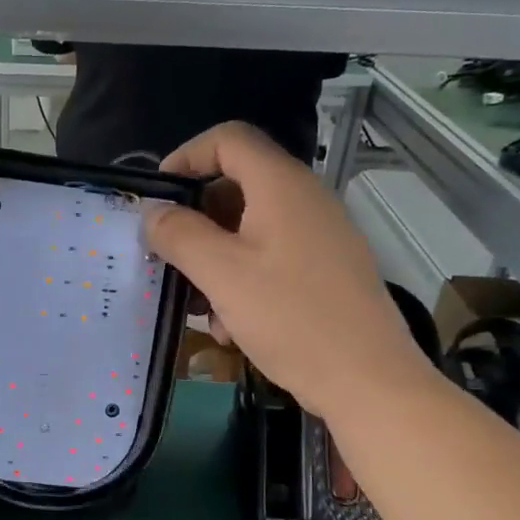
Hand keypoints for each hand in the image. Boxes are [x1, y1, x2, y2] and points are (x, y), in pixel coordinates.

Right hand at [145, 121, 431, 417]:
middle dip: (195, 222)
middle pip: (236, 186)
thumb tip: (152, 213)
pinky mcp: (324, 271)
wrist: (366, 379)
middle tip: (168, 258)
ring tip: (199, 306)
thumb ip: (179, 235)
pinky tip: (232, 327)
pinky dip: (242, 282)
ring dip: (214, 261)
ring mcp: (319, 237)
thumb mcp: (222, 274)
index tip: (157, 198)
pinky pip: (270, 259)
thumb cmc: (290, 317)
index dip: (186, 156)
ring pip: (249, 230)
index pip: (228, 139)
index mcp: (282, 186)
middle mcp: (304, 200)